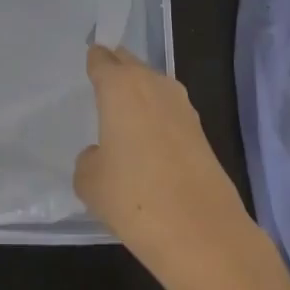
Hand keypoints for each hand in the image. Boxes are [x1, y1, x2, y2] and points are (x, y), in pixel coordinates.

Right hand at [74, 45, 254, 289]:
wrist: (199, 230)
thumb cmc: (132, 196)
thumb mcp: (89, 181)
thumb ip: (90, 158)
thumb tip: (104, 154)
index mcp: (120, 86)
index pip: (102, 59)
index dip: (94, 61)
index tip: (87, 65)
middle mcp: (154, 85)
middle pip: (131, 65)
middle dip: (117, 71)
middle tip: (102, 86)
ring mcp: (183, 106)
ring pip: (154, 87)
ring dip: (140, 96)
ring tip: (123, 117)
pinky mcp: (201, 131)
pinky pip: (169, 113)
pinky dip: (158, 120)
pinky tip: (148, 144)